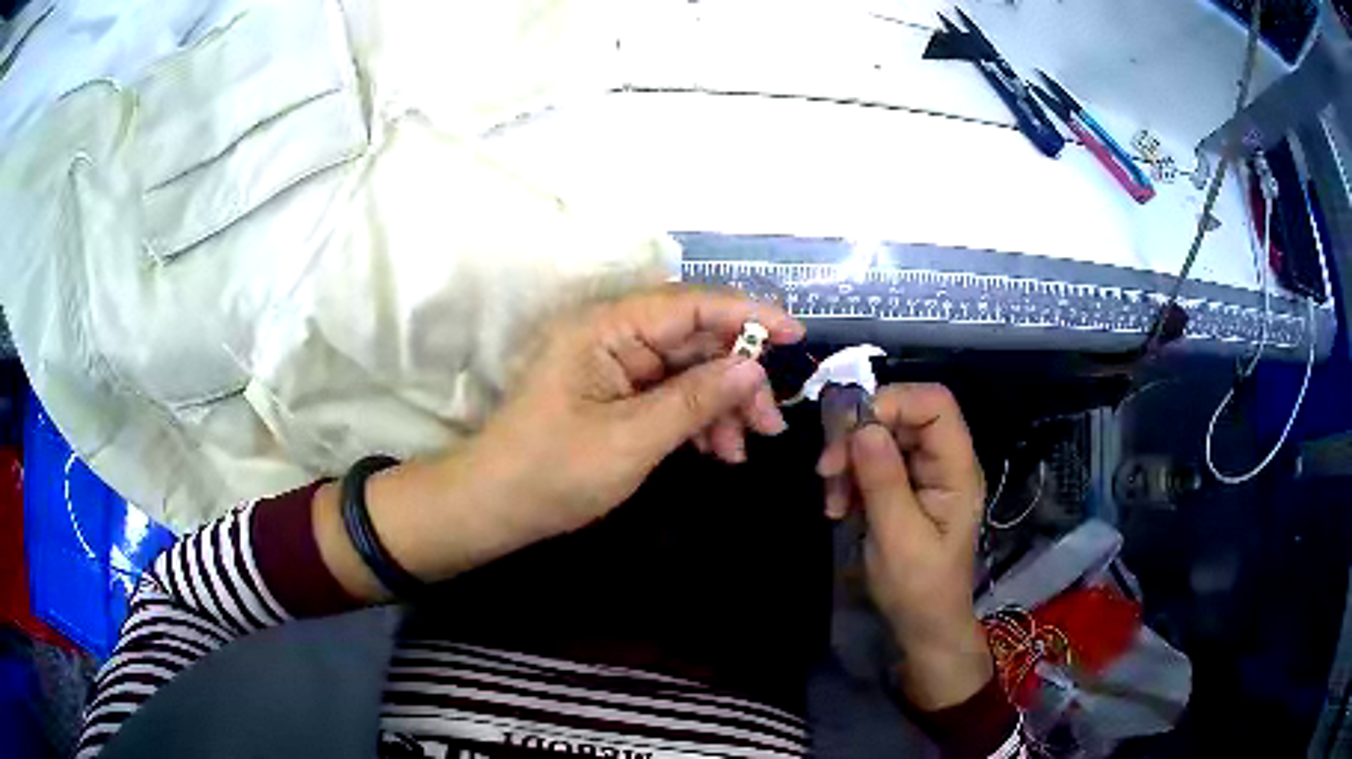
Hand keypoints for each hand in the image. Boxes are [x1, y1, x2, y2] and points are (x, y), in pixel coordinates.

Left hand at [318, 287, 803, 601]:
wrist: (495, 507)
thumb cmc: (554, 472)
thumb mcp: (632, 439)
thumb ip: (696, 400)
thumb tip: (754, 368)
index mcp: (606, 328)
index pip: (689, 304)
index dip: (747, 313)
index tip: (796, 334)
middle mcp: (613, 336)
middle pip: (695, 339)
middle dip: (739, 378)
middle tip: (771, 422)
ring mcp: (615, 366)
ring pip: (689, 370)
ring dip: (722, 404)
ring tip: (744, 449)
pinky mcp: (617, 394)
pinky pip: (671, 394)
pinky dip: (698, 419)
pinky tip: (718, 452)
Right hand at [817, 384, 992, 709]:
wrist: (924, 625)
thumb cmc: (919, 588)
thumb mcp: (898, 538)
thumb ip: (883, 481)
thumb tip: (861, 426)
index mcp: (957, 469)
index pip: (935, 404)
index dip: (893, 403)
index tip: (850, 431)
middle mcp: (943, 461)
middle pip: (902, 416)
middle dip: (859, 435)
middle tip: (827, 470)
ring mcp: (924, 473)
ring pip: (881, 436)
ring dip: (848, 459)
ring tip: (831, 499)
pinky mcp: (904, 486)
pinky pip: (873, 461)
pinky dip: (850, 477)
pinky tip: (838, 506)